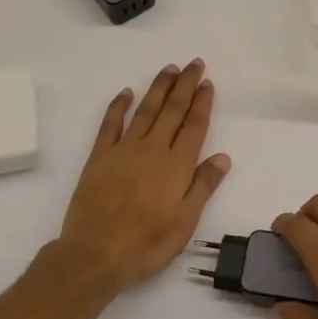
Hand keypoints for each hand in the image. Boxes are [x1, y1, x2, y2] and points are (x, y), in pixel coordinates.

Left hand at [58, 61, 230, 294]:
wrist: (95, 254)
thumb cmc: (146, 243)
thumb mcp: (185, 222)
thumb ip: (203, 186)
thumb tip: (222, 157)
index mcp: (177, 165)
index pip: (194, 126)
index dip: (202, 102)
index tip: (208, 82)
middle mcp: (153, 149)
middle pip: (173, 110)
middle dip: (185, 85)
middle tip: (194, 63)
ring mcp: (124, 150)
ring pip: (146, 110)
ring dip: (159, 88)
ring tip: (170, 69)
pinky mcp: (99, 157)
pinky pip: (111, 124)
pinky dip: (119, 106)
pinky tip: (127, 92)